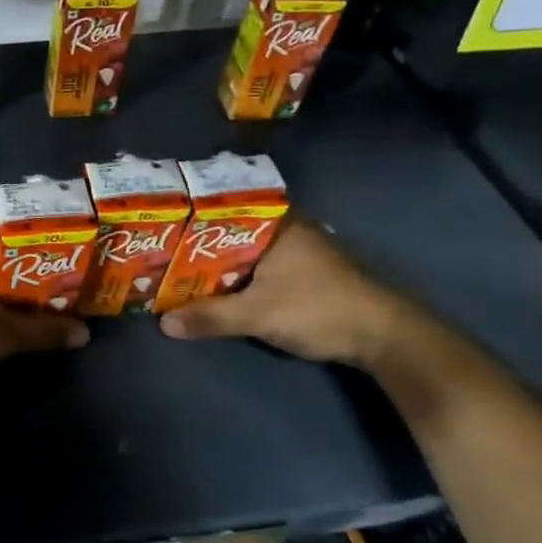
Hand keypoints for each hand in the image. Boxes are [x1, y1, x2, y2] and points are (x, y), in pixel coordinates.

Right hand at [157, 215, 412, 368]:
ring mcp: (296, 248)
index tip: (159, 221)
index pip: (223, 206)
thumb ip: (211, 316)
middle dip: (197, 240)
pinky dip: (234, 271)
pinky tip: (212, 282)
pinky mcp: (302, 270)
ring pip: (243, 247)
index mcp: (276, 222)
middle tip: (158, 246)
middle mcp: (286, 227)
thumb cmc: (319, 309)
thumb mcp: (259, 314)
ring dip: (215, 258)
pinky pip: (256, 262)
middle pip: (229, 228)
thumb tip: (163, 324)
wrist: (383, 336)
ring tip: (175, 264)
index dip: (190, 215)